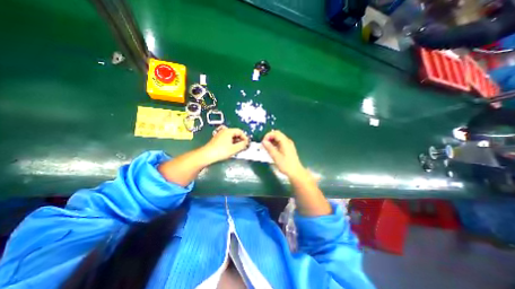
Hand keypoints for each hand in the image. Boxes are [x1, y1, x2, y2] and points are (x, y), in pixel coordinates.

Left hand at [201, 126, 248, 163]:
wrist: (207, 155)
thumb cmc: (221, 151)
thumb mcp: (234, 149)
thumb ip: (242, 145)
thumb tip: (246, 142)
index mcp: (229, 131)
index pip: (240, 131)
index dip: (245, 137)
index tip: (247, 144)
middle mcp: (224, 131)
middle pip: (236, 133)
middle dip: (241, 140)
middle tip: (244, 146)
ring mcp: (220, 134)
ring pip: (231, 136)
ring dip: (236, 142)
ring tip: (238, 148)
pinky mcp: (217, 139)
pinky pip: (227, 139)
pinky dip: (231, 142)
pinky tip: (232, 148)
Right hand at [262, 129, 304, 178]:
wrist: (296, 173)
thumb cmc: (286, 165)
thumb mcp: (276, 157)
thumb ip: (269, 148)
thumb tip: (263, 141)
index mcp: (285, 142)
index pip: (275, 133)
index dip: (267, 136)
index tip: (263, 143)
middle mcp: (287, 141)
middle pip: (277, 135)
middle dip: (269, 138)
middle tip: (263, 145)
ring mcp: (288, 145)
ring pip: (278, 139)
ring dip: (271, 142)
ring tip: (265, 149)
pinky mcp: (288, 149)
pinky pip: (280, 143)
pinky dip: (274, 145)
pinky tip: (271, 151)